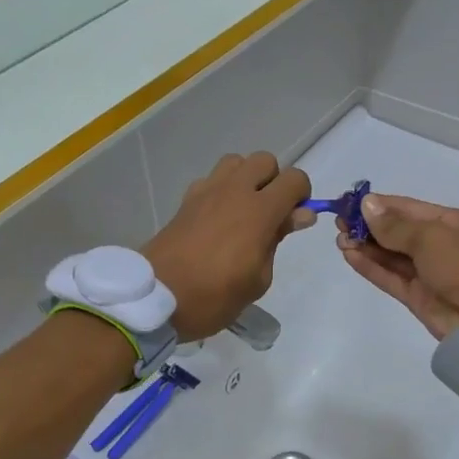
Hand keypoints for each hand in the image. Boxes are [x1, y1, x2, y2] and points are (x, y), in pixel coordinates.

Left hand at [146, 152, 314, 339]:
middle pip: (265, 161)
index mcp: (259, 211)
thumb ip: (278, 240)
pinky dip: (221, 190)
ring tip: (243, 211)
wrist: (156, 297)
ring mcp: (206, 192)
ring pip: (236, 162)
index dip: (302, 195)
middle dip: (274, 181)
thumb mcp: (258, 279)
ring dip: (246, 179)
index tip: (294, 220)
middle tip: (270, 214)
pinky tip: (218, 219)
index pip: (294, 179)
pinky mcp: (186, 200)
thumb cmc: (214, 297)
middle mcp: (234, 191)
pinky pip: (211, 180)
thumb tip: (299, 215)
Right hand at [338, 194, 458, 339]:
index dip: (379, 205)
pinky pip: (391, 277)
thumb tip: (367, 205)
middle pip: (400, 232)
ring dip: (366, 247)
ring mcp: (431, 274)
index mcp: (456, 223)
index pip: (411, 208)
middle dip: (369, 226)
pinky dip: (371, 267)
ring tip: (339, 238)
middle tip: (338, 222)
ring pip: (393, 256)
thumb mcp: (433, 238)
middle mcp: (443, 246)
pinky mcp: (420, 298)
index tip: (349, 203)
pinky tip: (349, 256)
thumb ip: (396, 225)